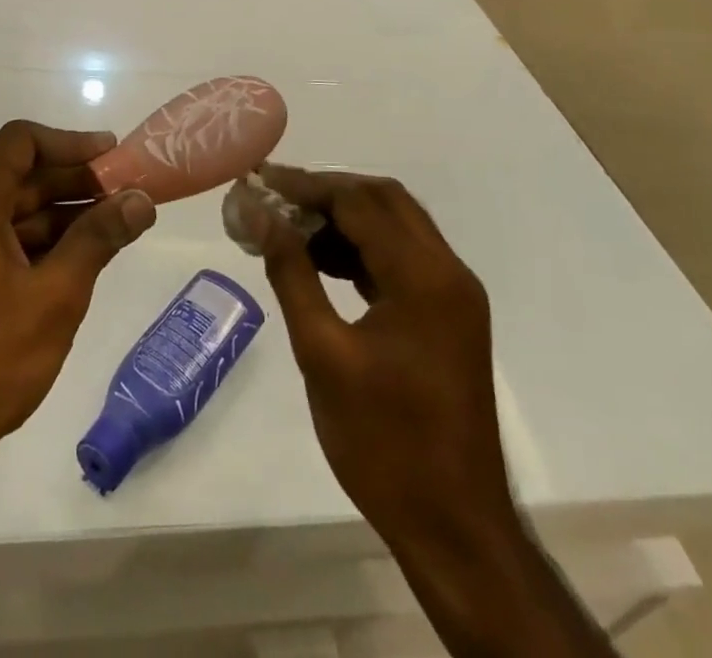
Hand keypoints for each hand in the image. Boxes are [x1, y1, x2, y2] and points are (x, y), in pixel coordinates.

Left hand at [0, 122, 156, 494]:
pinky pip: (0, 245)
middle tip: (126, 193)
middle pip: (19, 177)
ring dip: (61, 215)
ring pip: (12, 214)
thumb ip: (98, 239)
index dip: (69, 142)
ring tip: (113, 228)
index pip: (20, 142)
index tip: (112, 156)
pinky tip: (76, 264)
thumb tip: (140, 199)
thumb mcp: (55, 296)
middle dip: (74, 181)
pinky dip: (39, 245)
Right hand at [247, 168, 514, 545]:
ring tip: (288, 228)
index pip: (359, 201)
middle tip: (273, 197)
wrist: (455, 529)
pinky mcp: (449, 317)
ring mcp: (453, 295)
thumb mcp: (323, 353)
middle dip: (326, 192)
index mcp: (424, 277)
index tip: (258, 182)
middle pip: (384, 201)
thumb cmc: (383, 442)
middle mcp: (448, 272)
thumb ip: (290, 272)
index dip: (305, 186)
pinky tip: (321, 261)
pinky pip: (402, 259)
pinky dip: (362, 249)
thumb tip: (256, 213)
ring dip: (344, 218)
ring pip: (395, 226)